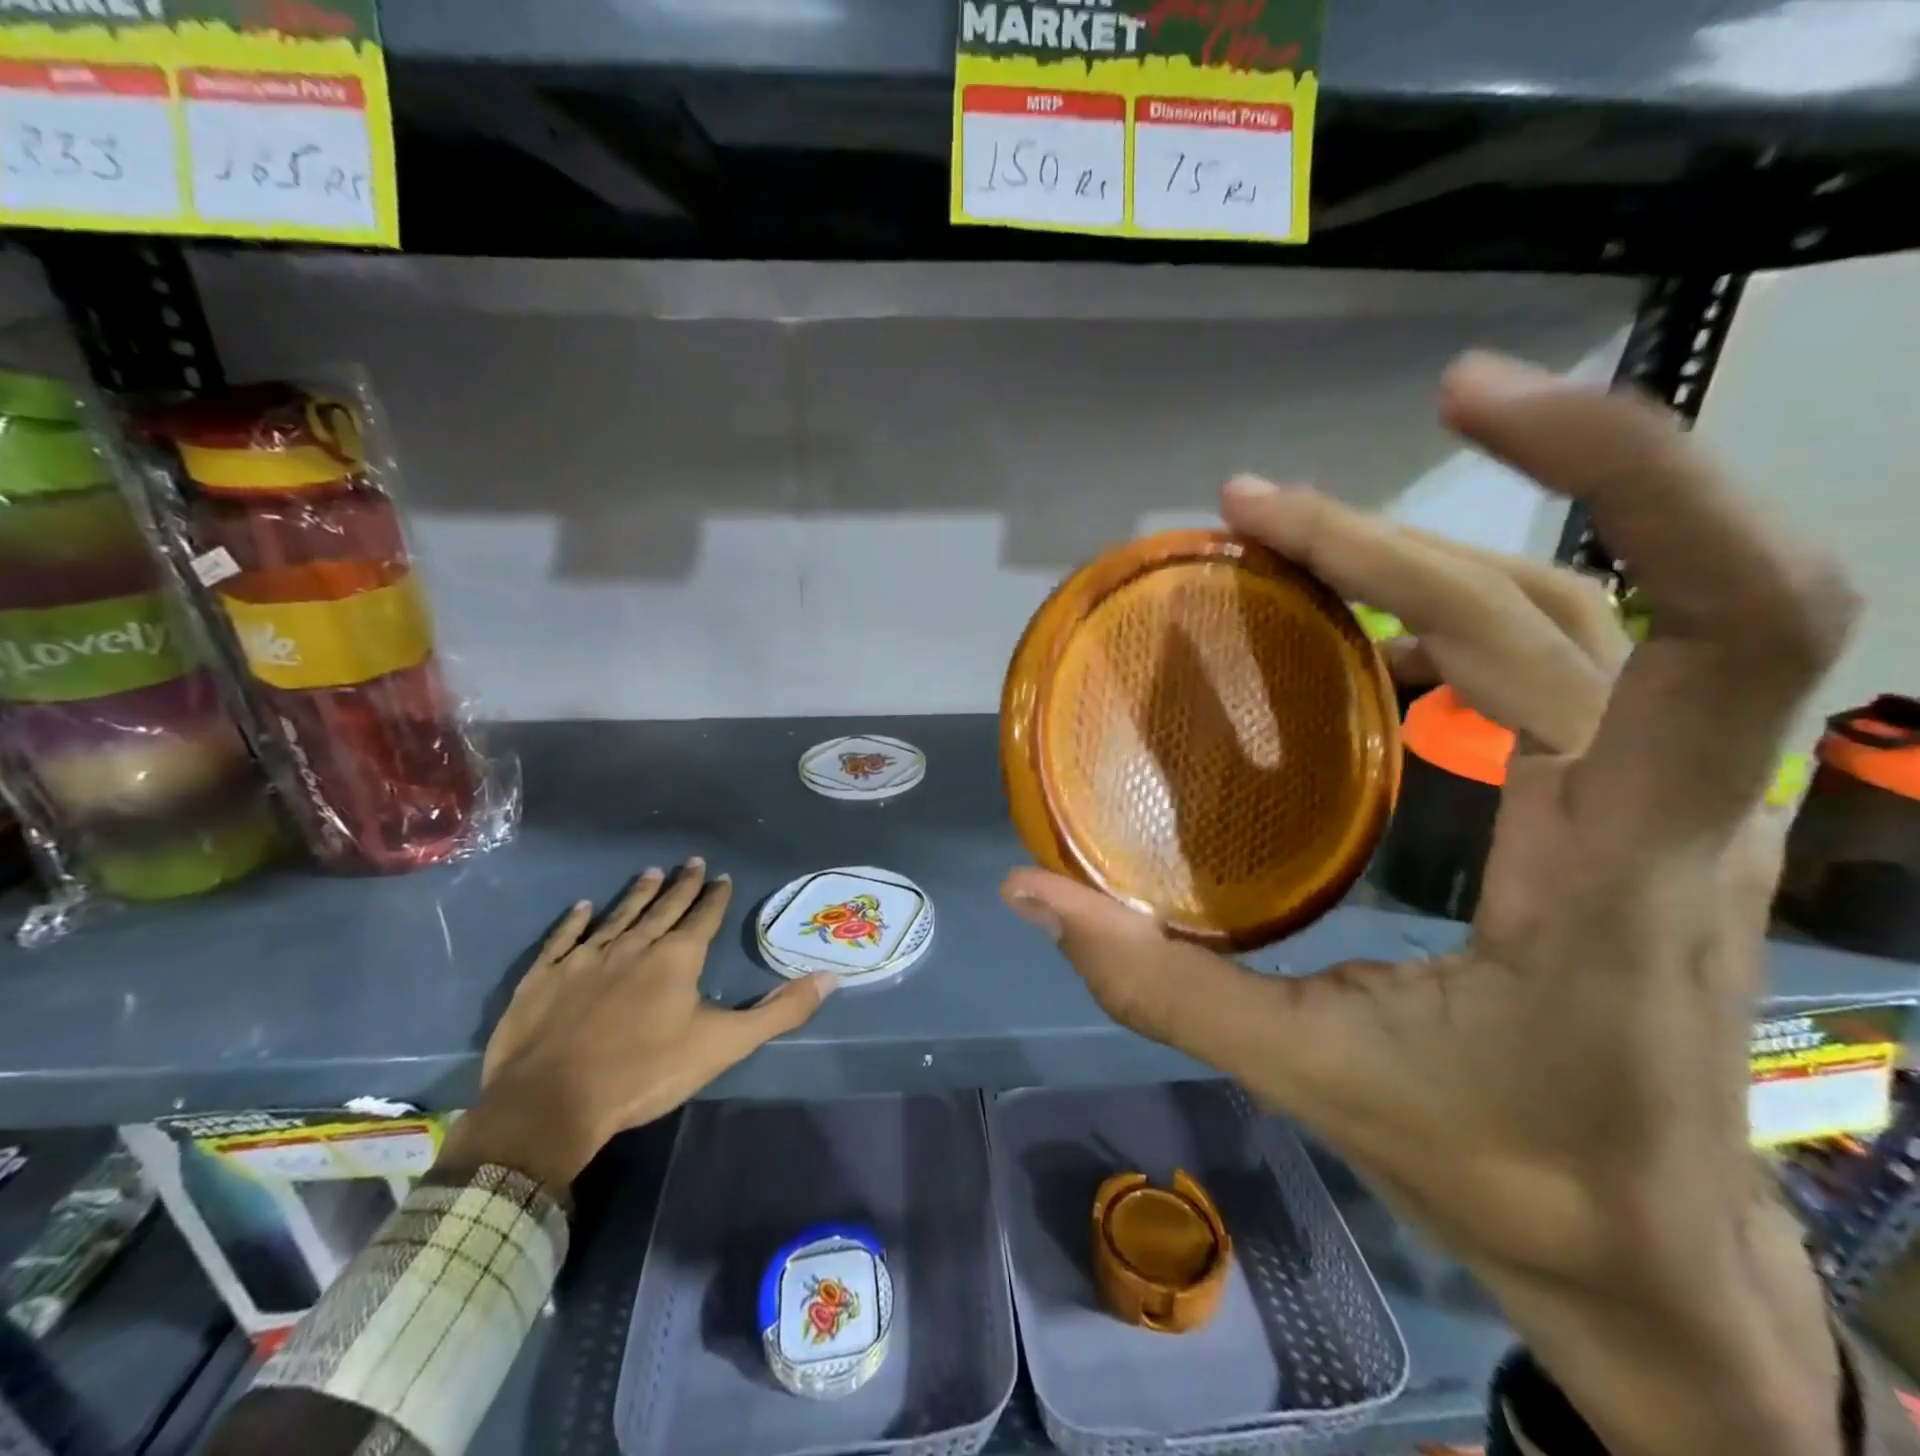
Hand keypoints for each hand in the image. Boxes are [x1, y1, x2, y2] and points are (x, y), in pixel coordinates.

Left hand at [443, 860, 833, 1189]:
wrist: (551, 1103)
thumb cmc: (645, 1072)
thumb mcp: (724, 1045)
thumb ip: (780, 1011)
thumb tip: (830, 978)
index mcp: (677, 958)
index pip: (703, 917)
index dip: (715, 897)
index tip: (721, 876)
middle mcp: (634, 946)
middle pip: (663, 908)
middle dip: (681, 885)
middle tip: (691, 862)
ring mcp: (586, 958)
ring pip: (618, 915)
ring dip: (637, 894)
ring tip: (651, 872)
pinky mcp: (546, 977)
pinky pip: (564, 938)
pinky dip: (574, 921)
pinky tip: (582, 907)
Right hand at [1004, 353, 1858, 1455]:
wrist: (1647, 1253)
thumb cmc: (1507, 1172)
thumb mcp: (1317, 1078)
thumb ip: (1162, 986)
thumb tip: (1031, 895)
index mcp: (1625, 861)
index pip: (1725, 622)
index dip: (1632, 474)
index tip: (1469, 404)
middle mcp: (1669, 799)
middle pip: (1563, 598)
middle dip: (1402, 530)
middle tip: (1253, 504)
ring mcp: (1657, 794)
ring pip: (1561, 613)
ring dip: (1416, 555)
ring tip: (1283, 534)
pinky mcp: (1622, 800)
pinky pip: (1547, 659)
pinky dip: (1441, 609)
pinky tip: (1355, 613)